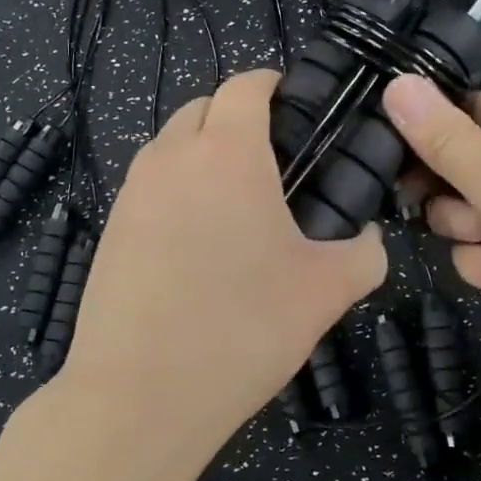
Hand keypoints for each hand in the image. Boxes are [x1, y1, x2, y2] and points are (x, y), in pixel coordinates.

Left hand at [59, 70, 387, 455]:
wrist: (139, 396)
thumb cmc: (243, 329)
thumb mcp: (325, 291)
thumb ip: (364, 253)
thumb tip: (371, 240)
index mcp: (227, 153)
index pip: (246, 85)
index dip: (274, 84)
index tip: (297, 106)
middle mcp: (172, 157)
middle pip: (203, 108)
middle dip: (237, 116)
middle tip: (275, 161)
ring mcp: (133, 192)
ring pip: (171, 145)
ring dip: (202, 152)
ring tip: (236, 204)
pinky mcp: (110, 229)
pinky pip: (150, 186)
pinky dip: (176, 190)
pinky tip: (196, 243)